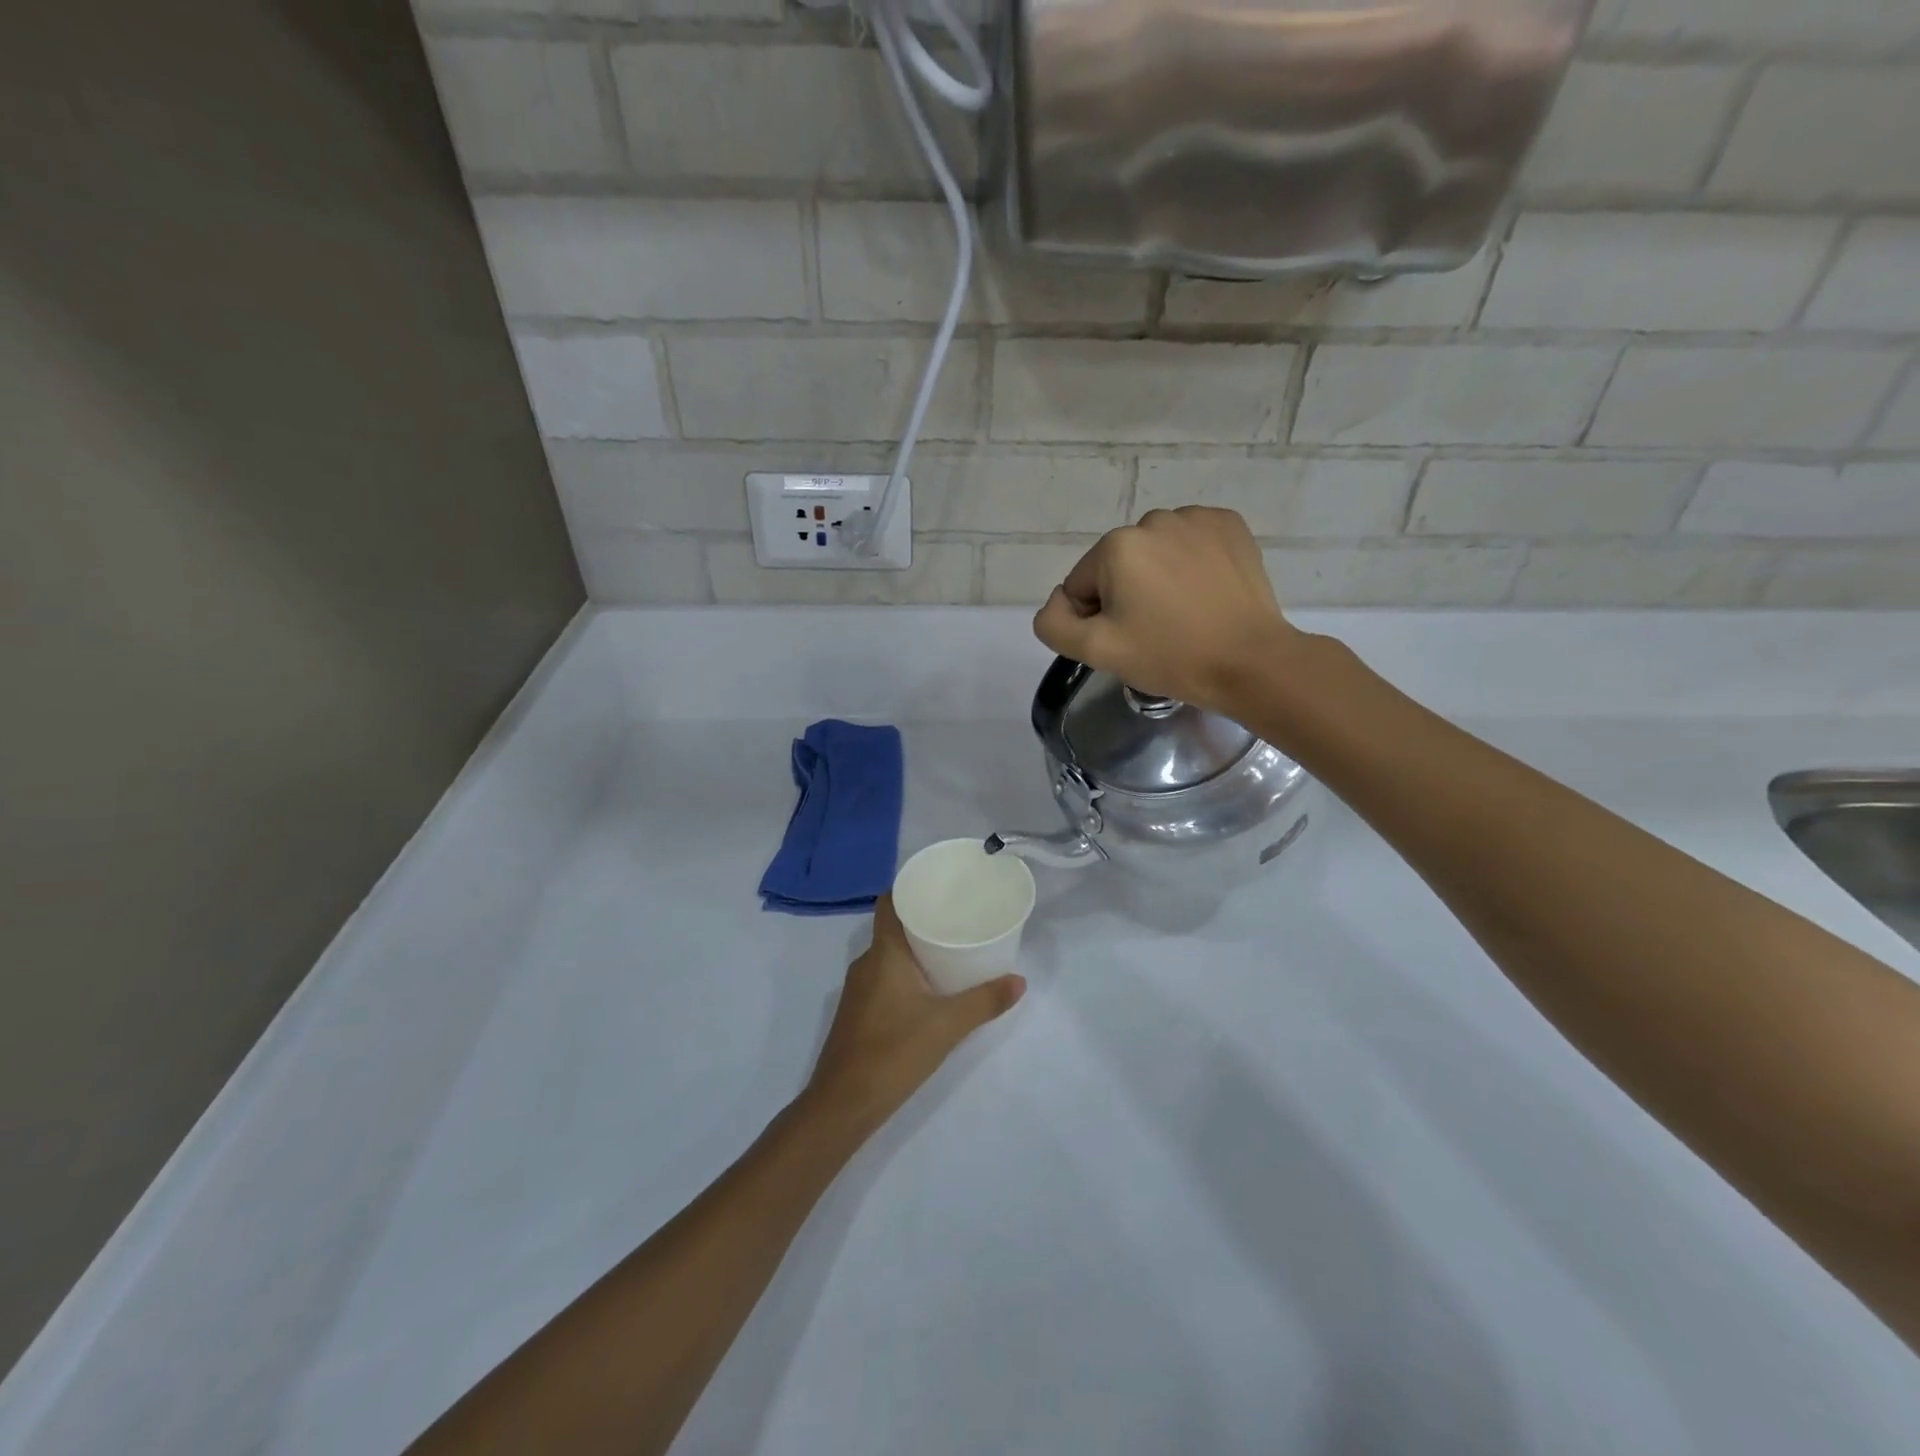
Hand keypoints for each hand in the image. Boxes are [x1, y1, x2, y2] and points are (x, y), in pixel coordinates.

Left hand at [803, 896, 1023, 1133]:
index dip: (909, 889)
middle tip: (957, 919)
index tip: (938, 887)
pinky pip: (882, 978)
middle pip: (892, 928)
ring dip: (913, 950)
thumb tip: (1020, 981)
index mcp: (884, 953)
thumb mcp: (948, 1025)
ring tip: (949, 951)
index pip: (889, 903)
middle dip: (922, 921)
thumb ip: (985, 1001)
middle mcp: (866, 963)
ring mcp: (857, 989)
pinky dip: (903, 974)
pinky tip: (927, 989)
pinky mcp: (856, 1013)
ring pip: (887, 956)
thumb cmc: (895, 1051)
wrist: (843, 1103)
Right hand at [1032, 507, 1296, 713]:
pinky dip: (1190, 563)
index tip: (1128, 640)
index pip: (1081, 585)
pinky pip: (1190, 542)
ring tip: (1183, 613)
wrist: (1251, 662)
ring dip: (1158, 577)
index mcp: (1116, 546)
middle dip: (1126, 595)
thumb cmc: (1170, 657)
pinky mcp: (1229, 526)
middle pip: (1117, 566)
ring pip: (1153, 553)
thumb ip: (1054, 623)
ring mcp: (1196, 519)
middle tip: (1155, 631)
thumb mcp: (1096, 652)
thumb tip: (1058, 602)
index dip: (1096, 619)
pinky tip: (1205, 593)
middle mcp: (1153, 520)